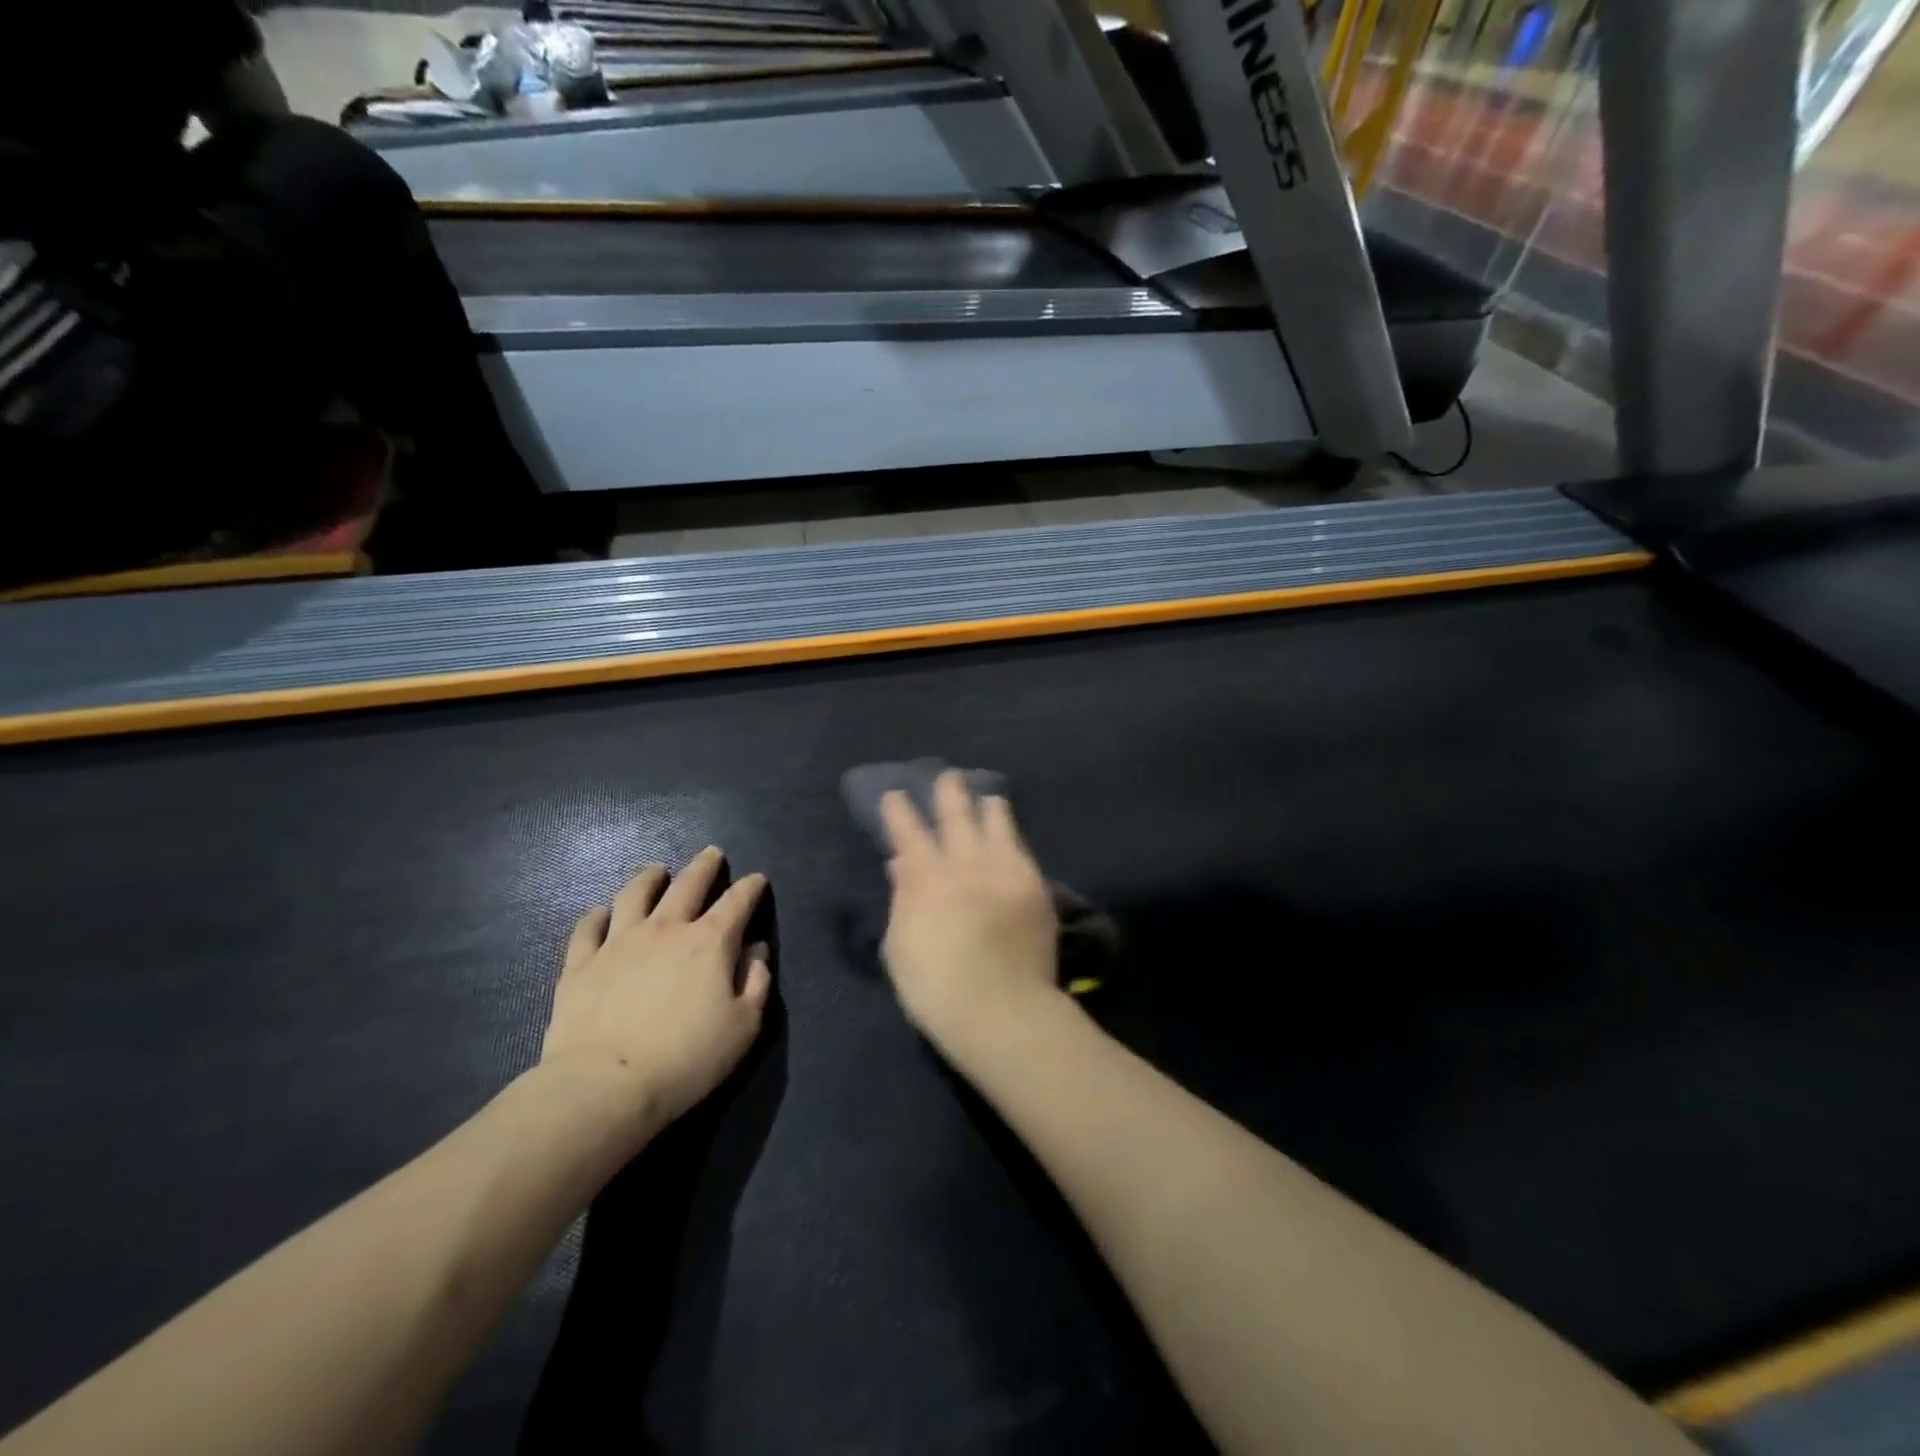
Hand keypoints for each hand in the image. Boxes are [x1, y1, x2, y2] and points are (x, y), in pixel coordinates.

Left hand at [541, 848, 771, 1128]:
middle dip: (704, 866)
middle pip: (688, 884)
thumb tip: (756, 951)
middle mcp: (666, 929)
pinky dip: (596, 916)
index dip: (750, 887)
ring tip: (656, 871)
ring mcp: (619, 942)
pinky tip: (600, 914)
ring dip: (649, 877)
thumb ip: (757, 982)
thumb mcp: (743, 1027)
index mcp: (710, 942)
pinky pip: (588, 928)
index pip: (737, 902)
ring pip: (634, 894)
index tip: (757, 880)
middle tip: (711, 854)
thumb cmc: (686, 1059)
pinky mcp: (581, 963)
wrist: (605, 1086)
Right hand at [880, 772, 1059, 1047]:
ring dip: (987, 807)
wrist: (1002, 1010)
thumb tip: (901, 865)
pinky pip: (1020, 848)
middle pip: (955, 816)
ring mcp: (1003, 870)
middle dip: (948, 793)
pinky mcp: (1033, 884)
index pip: (908, 832)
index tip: (895, 795)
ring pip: (995, 824)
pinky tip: (1009, 831)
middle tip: (947, 778)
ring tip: (987, 797)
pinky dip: (1011, 834)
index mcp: (926, 878)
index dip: (899, 811)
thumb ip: (902, 899)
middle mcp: (965, 863)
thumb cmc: (936, 988)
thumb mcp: (900, 947)